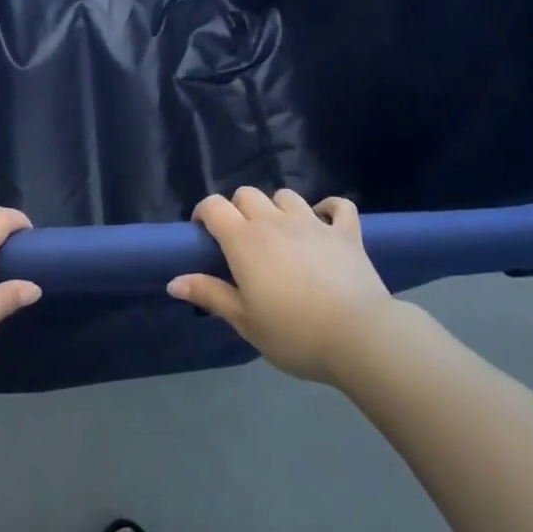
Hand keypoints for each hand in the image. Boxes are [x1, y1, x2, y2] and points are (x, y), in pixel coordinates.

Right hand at [169, 188, 393, 385]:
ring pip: (286, 196)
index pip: (214, 206)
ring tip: (280, 234)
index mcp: (244, 240)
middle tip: (242, 242)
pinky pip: (338, 206)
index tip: (203, 234)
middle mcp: (274, 221)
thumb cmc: (294, 332)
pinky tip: (325, 222)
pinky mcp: (346, 233)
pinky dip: (329, 209)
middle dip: (238, 210)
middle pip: (247, 194)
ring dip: (277, 209)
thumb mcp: (245, 321)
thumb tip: (173, 281)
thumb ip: (209, 295)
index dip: (204, 213)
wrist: (359, 337)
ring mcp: (313, 223)